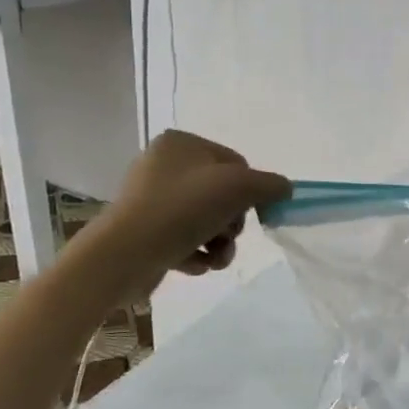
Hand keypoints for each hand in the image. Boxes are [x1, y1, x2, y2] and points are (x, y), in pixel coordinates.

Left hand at [101, 130, 290, 281]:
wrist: (124, 255)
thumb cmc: (182, 210)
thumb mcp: (239, 188)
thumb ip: (270, 185)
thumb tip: (285, 189)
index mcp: (181, 143)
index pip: (236, 163)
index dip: (249, 191)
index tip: (251, 214)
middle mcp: (163, 165)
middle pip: (222, 194)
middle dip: (232, 223)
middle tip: (228, 237)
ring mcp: (151, 199)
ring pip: (206, 220)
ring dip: (220, 243)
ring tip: (215, 259)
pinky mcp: (144, 231)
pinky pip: (184, 239)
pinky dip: (196, 253)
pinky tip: (193, 265)